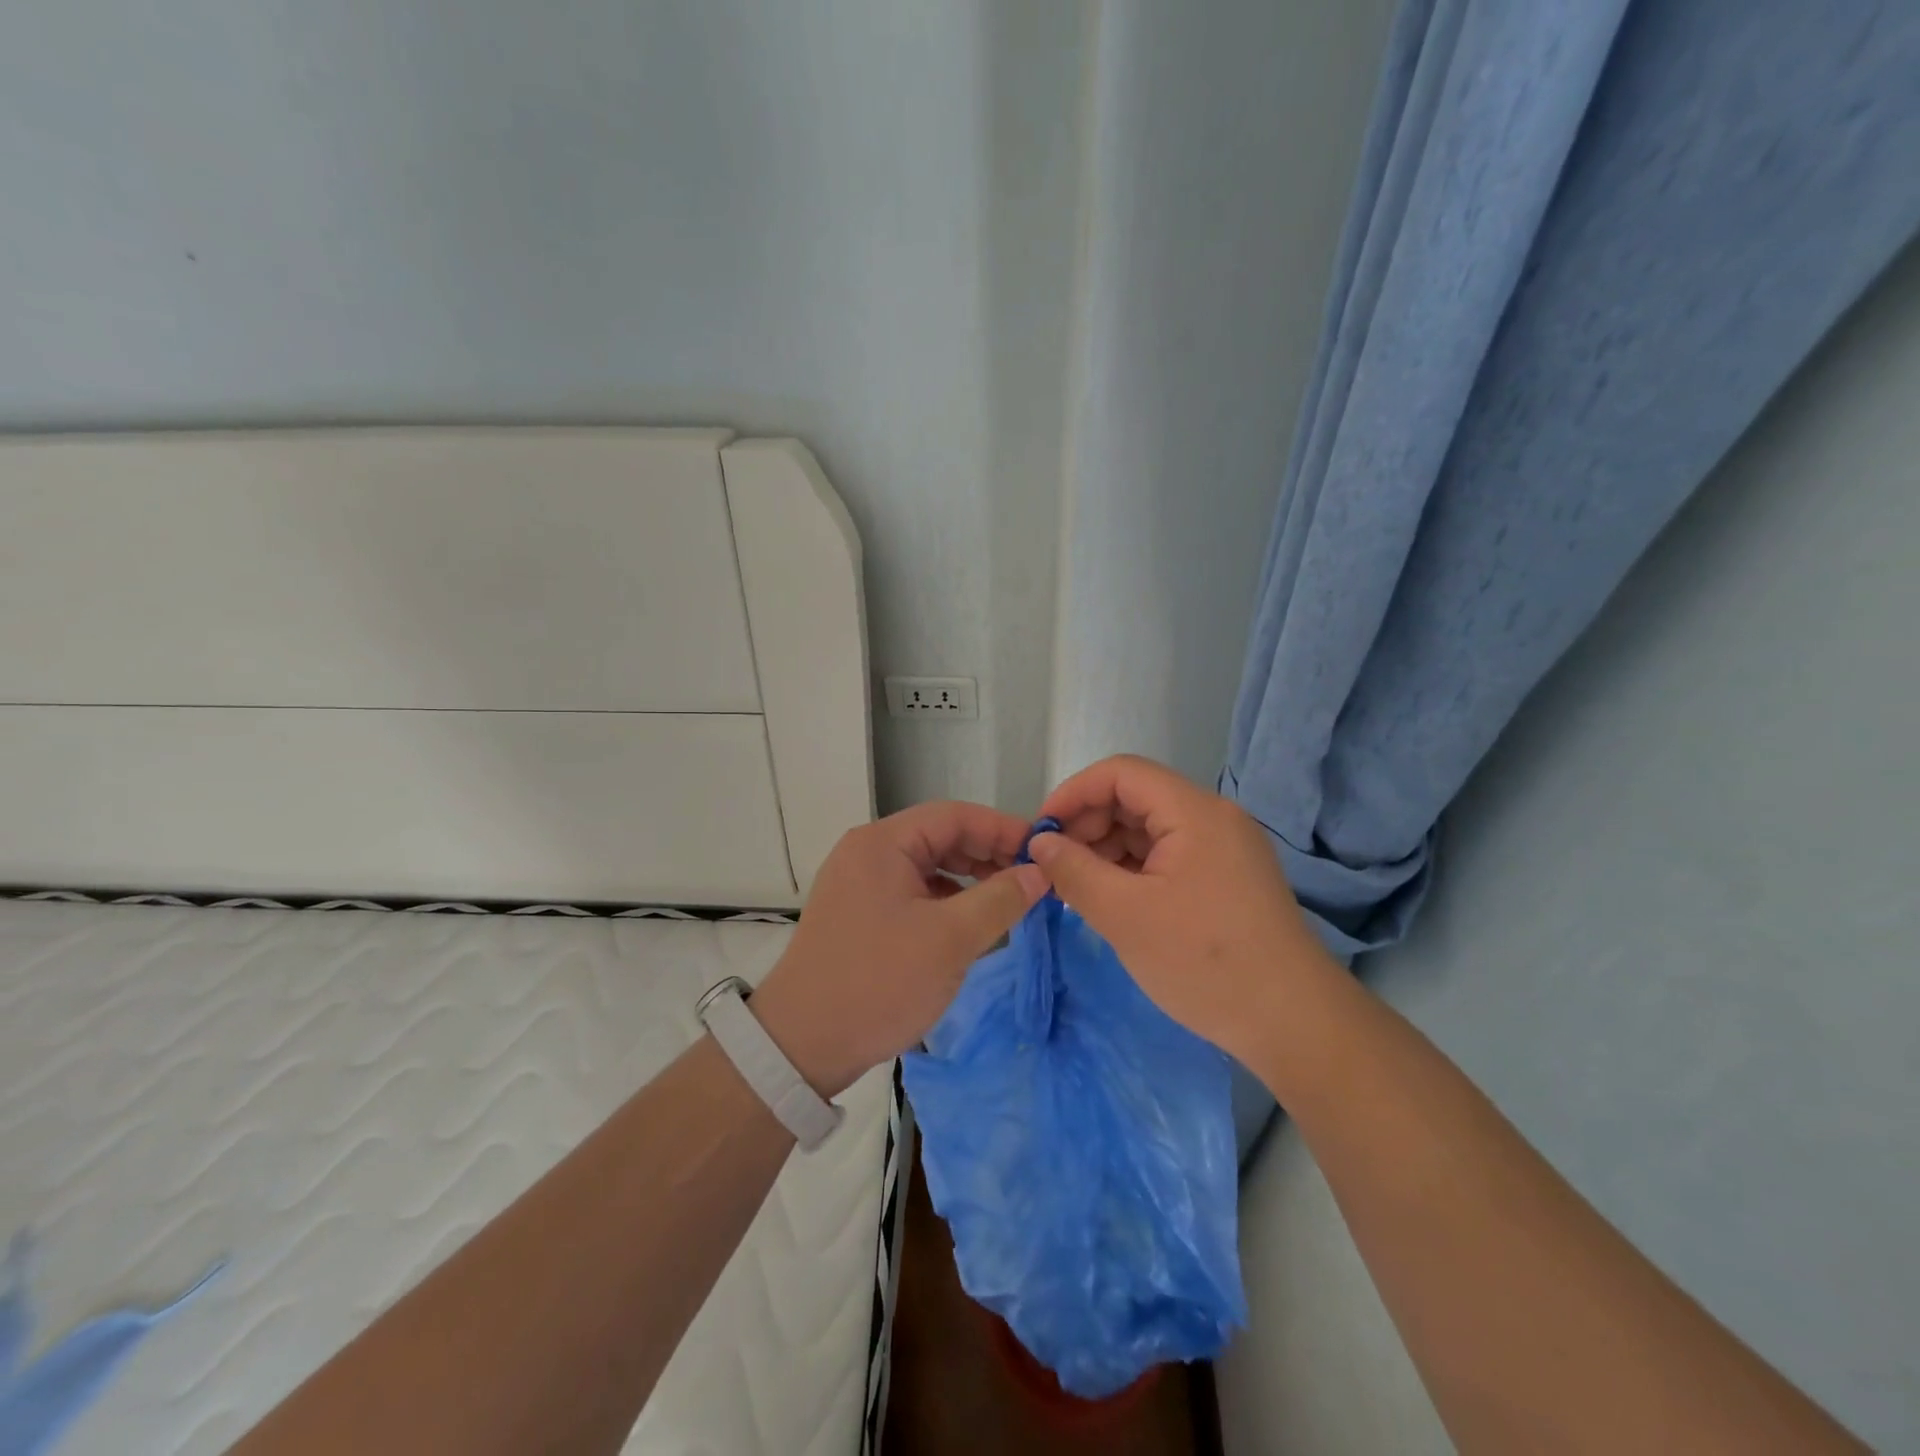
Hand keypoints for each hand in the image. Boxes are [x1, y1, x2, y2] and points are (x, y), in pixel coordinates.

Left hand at [750, 802, 1048, 1097]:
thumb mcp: (950, 940)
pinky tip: (970, 923)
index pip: (954, 816)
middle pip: (939, 837)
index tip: (1043, 850)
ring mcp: (859, 884)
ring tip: (1008, 901)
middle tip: (1032, 879)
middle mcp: (867, 853)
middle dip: (987, 854)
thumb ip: (1000, 899)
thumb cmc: (879, 982)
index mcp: (882, 843)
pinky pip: (912, 893)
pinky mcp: (859, 914)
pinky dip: (946, 901)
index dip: (1002, 828)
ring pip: (927, 867)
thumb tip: (1039, 872)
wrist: (801, 1045)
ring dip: (969, 879)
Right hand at [1030, 754, 1331, 1064]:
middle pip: (1135, 798)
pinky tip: (1111, 898)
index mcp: (1194, 812)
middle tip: (1055, 867)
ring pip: (1150, 829)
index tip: (1041, 833)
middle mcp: (1213, 818)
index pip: (1121, 773)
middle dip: (1088, 825)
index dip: (1073, 793)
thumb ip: (1074, 870)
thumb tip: (1040, 843)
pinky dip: (1133, 869)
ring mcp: (1224, 848)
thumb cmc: (1204, 962)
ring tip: (1076, 887)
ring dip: (1107, 849)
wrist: (1293, 1023)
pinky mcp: (1227, 878)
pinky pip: (1168, 855)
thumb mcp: (1124, 915)